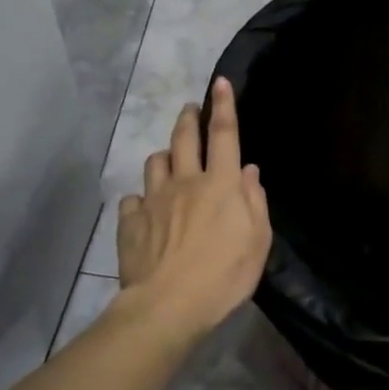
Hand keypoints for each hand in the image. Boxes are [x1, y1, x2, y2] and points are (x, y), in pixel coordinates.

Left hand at [115, 77, 272, 341]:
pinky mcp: (131, 222)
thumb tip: (248, 170)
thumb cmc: (224, 275)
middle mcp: (185, 182)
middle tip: (190, 109)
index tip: (220, 83)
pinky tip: (145, 209)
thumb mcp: (258, 241)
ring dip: (164, 155)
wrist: (168, 305)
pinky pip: (132, 199)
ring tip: (169, 160)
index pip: (224, 134)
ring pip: (155, 162)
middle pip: (184, 138)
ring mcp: (154, 200)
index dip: (223, 106)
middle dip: (188, 118)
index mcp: (221, 184)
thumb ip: (255, 201)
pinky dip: (141, 198)